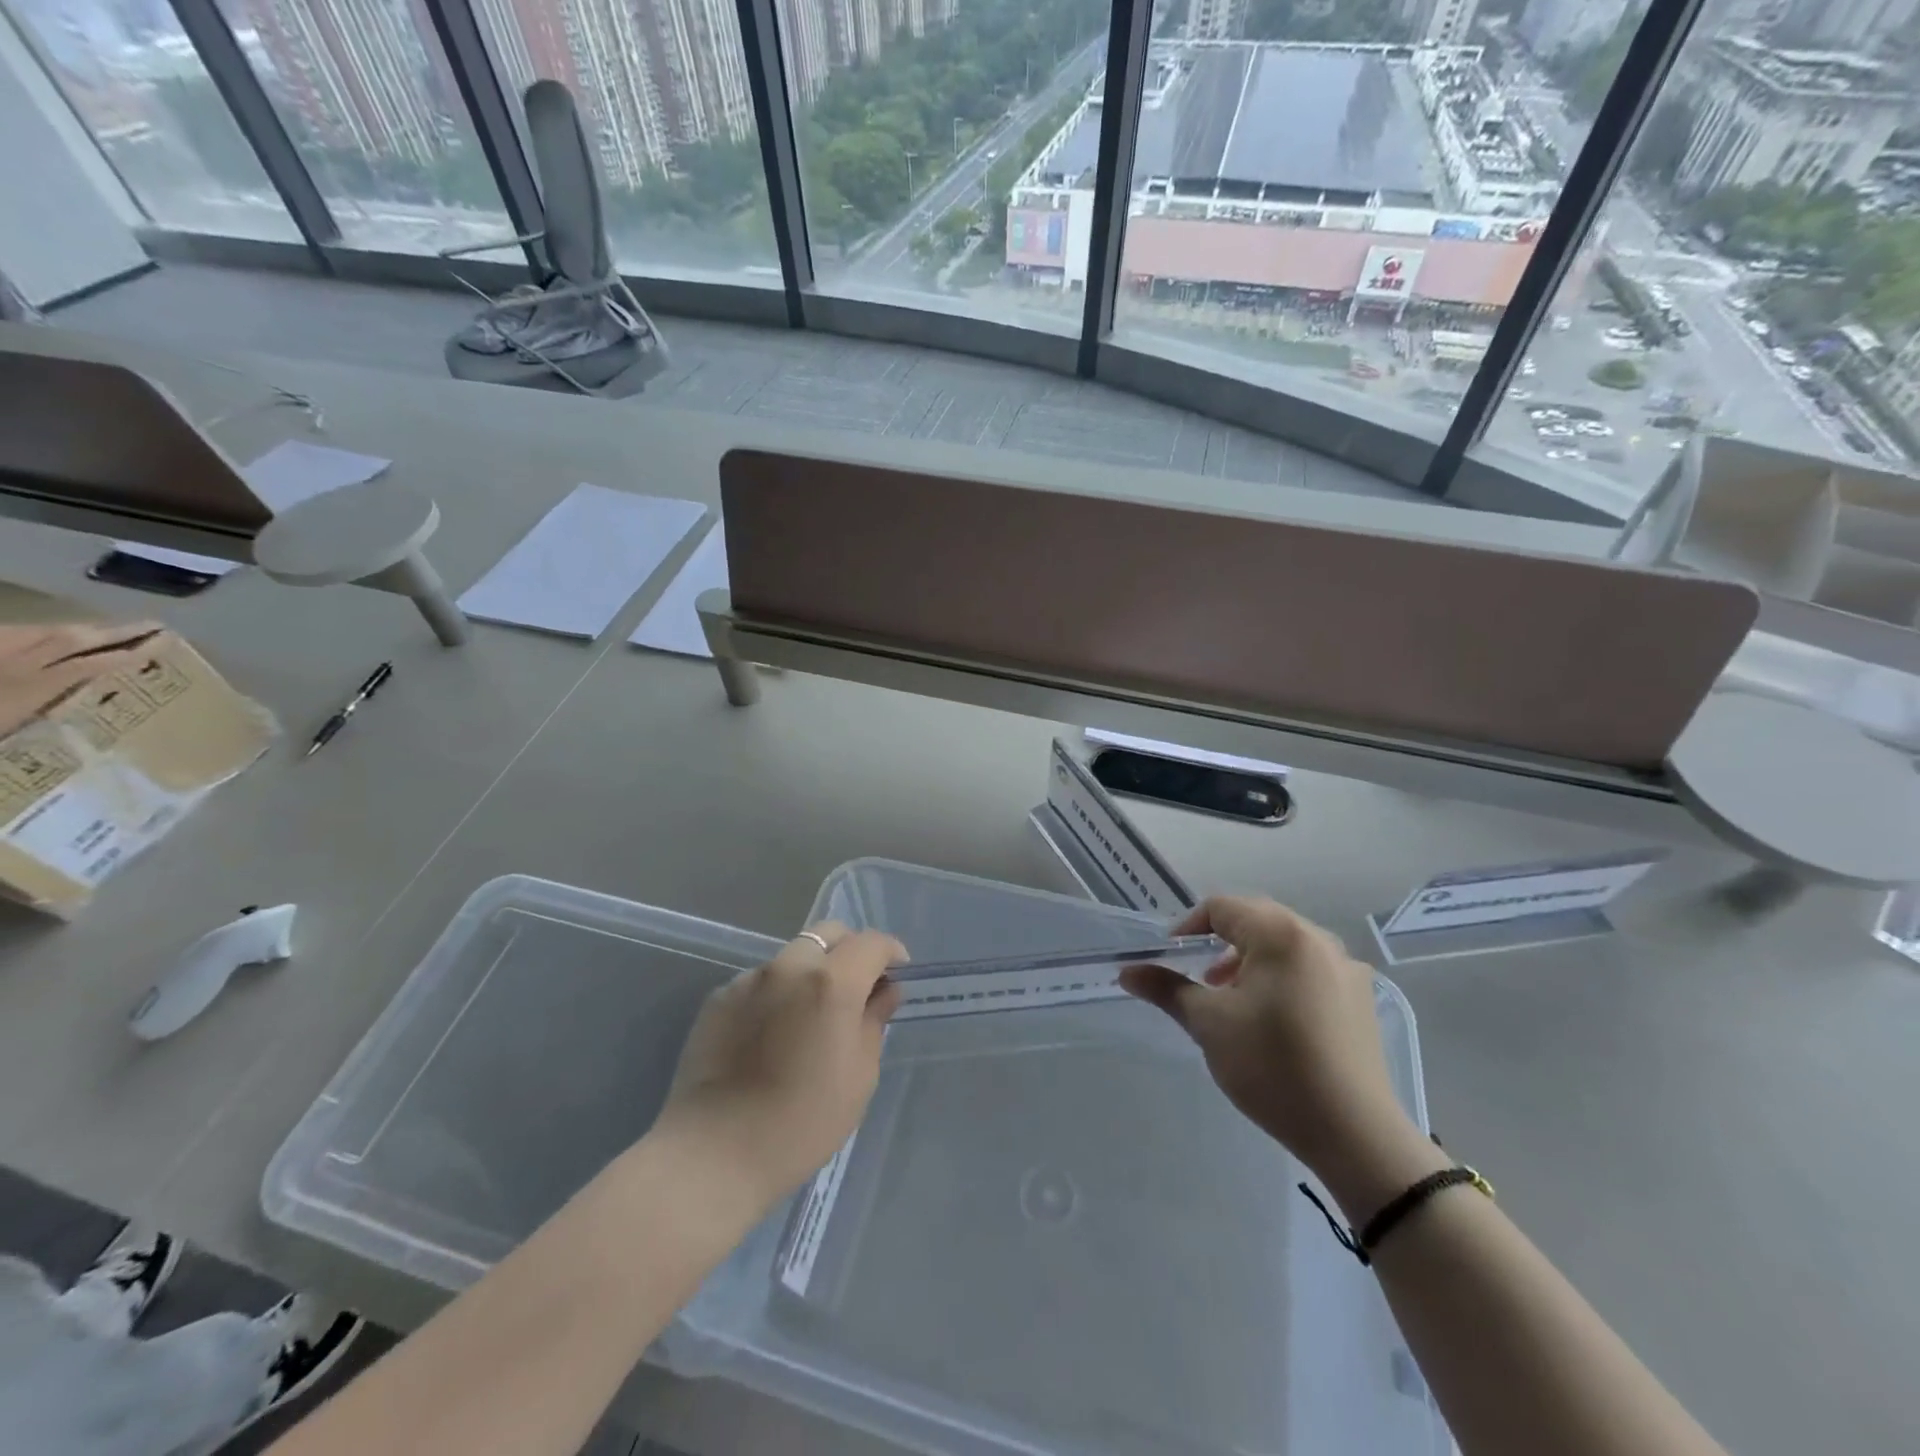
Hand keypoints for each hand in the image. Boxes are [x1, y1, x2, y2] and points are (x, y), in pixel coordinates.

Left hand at [656, 923, 906, 1204]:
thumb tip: (884, 992)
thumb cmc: (801, 1122)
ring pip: (792, 956)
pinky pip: (760, 982)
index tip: (898, 974)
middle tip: (857, 987)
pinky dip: (777, 993)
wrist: (713, 1154)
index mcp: (831, 982)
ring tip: (809, 1016)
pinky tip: (772, 1035)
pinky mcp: (718, 998)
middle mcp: (789, 967)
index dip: (890, 953)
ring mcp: (748, 979)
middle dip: (850, 950)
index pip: (871, 943)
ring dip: (811, 972)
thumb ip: (874, 1022)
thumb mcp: (859, 1077)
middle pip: (828, 934)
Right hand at [1121, 897, 1438, 1210]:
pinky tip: (1273, 1018)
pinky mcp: (1361, 998)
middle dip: (1220, 942)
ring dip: (1250, 959)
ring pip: (1284, 944)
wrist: (1355, 1134)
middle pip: (1256, 919)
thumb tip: (1127, 972)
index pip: (1222, 907)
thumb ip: (1167, 988)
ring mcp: (1346, 968)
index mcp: (1281, 934)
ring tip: (1232, 999)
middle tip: (1200, 978)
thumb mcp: (1209, 1024)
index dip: (1188, 926)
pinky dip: (1281, 977)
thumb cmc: (1273, 1067)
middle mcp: (1318, 939)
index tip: (1170, 957)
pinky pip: (1310, 968)